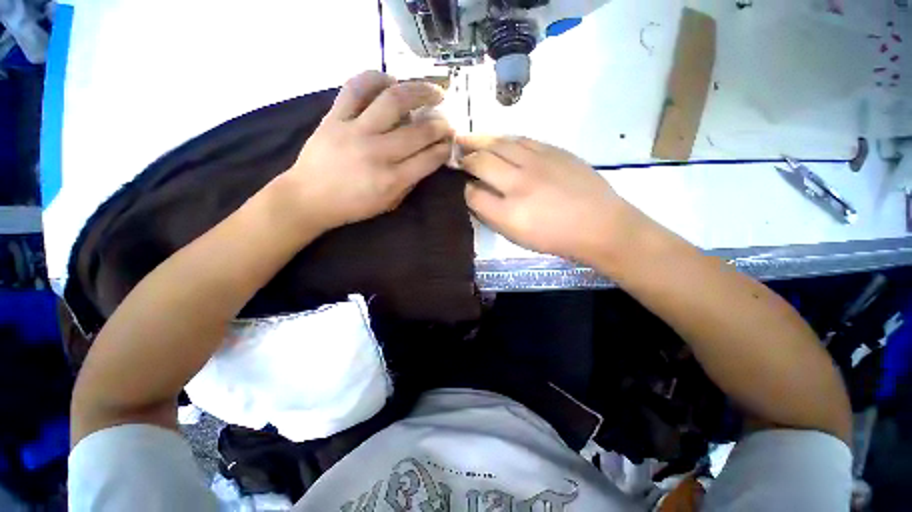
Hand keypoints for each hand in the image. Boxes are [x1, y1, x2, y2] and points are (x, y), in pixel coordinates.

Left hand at [279, 71, 453, 231]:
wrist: (309, 198)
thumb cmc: (353, 206)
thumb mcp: (389, 203)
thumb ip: (410, 181)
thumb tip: (428, 158)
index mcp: (392, 180)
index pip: (429, 158)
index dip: (445, 148)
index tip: (450, 142)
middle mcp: (377, 153)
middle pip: (419, 131)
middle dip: (440, 125)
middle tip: (446, 121)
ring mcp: (355, 131)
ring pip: (393, 100)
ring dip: (420, 92)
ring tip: (432, 91)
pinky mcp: (335, 117)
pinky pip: (357, 87)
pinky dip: (377, 78)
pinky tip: (392, 81)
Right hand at [460, 136, 636, 262]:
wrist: (599, 224)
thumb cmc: (555, 238)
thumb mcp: (517, 237)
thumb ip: (492, 216)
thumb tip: (476, 195)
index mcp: (509, 213)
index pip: (472, 193)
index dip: (464, 189)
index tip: (464, 186)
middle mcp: (519, 183)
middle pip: (481, 161)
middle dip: (465, 158)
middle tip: (457, 155)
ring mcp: (537, 163)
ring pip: (499, 143)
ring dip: (480, 140)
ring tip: (468, 138)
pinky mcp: (553, 151)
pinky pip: (521, 139)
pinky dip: (504, 139)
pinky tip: (499, 141)